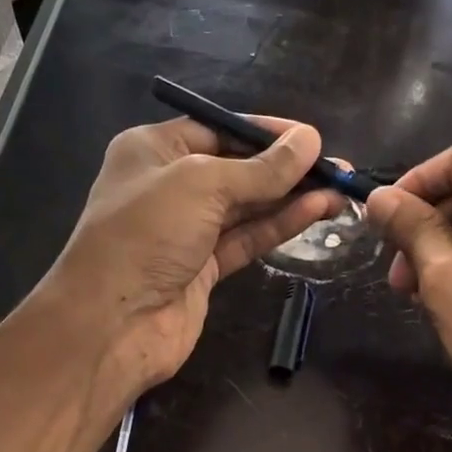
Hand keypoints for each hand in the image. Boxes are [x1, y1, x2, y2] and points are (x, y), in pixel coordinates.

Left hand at [41, 116, 343, 393]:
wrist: (112, 322)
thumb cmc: (146, 233)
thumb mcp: (202, 185)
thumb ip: (260, 168)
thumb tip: (311, 140)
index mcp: (154, 150)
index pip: (219, 128)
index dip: (266, 132)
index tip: (312, 138)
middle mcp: (169, 186)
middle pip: (237, 169)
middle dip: (286, 167)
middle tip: (338, 167)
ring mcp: (186, 230)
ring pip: (247, 206)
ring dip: (291, 197)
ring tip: (339, 189)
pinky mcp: (203, 268)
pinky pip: (247, 238)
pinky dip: (279, 225)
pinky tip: (316, 212)